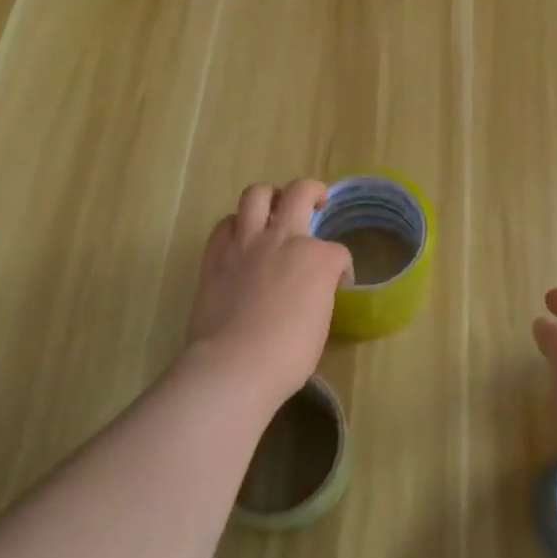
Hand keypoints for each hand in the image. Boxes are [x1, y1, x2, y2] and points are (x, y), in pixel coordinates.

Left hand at [182, 180, 352, 414]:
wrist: (233, 365)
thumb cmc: (287, 355)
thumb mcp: (320, 323)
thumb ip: (318, 294)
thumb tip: (310, 291)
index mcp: (318, 258)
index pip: (338, 253)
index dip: (340, 269)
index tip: (337, 285)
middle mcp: (285, 238)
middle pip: (301, 192)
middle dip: (313, 192)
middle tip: (316, 201)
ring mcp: (247, 242)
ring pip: (257, 194)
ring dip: (270, 196)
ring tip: (274, 207)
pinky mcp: (216, 254)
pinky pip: (225, 223)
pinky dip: (236, 225)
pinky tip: (241, 238)